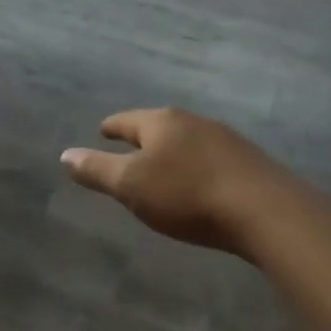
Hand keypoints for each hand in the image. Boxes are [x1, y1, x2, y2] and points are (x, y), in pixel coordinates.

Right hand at [62, 108, 288, 255]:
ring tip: (163, 168)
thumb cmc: (187, 194)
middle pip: (159, 126)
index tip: (102, 130)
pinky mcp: (249, 161)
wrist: (265, 210)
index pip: (127, 120)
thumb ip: (97, 170)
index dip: (112, 127)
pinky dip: (197, 166)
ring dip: (173, 152)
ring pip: (188, 141)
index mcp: (161, 122)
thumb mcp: (131, 186)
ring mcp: (225, 139)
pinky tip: (199, 182)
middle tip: (129, 150)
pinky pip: (211, 158)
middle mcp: (193, 122)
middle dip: (143, 138)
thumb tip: (65, 155)